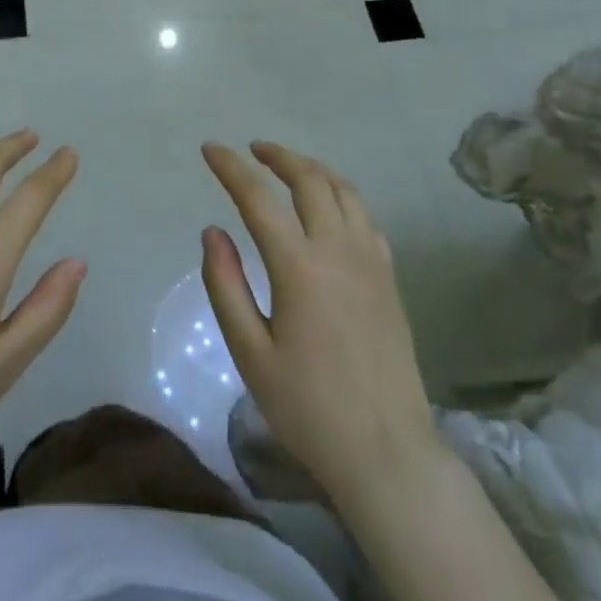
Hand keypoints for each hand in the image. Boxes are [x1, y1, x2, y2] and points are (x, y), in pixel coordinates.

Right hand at [200, 141, 440, 508]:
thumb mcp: (250, 352)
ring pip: (345, 192)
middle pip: (310, 180)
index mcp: (299, 267)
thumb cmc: (307, 407)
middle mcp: (339, 251)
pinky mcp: (389, 279)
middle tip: (252, 150)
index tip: (210, 148)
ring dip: (313, 169)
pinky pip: (366, 217)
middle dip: (278, 156)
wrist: (387, 451)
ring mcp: (372, 262)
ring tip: (288, 167)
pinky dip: (342, 196)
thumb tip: (213, 231)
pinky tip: (329, 208)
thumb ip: (226, 285)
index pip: (259, 198)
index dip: (232, 168)